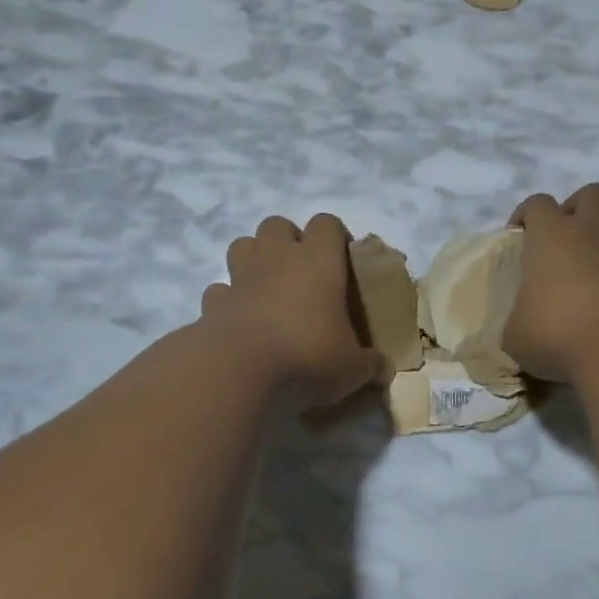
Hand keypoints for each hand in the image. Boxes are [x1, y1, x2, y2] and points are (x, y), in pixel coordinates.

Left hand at [201, 214, 383, 410]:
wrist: (237, 374)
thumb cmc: (306, 357)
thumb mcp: (352, 368)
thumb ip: (371, 365)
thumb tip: (385, 370)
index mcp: (318, 261)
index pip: (327, 224)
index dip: (335, 237)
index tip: (342, 262)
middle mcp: (278, 259)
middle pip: (277, 224)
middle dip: (288, 241)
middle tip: (302, 273)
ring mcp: (241, 278)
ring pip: (243, 245)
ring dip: (254, 259)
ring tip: (268, 288)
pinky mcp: (213, 304)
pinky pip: (220, 290)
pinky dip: (229, 300)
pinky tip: (240, 320)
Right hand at [503, 184, 598, 382]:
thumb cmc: (557, 333)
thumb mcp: (516, 336)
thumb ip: (518, 322)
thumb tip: (522, 328)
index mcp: (551, 236)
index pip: (537, 204)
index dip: (527, 214)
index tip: (520, 235)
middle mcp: (592, 231)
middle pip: (592, 193)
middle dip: (581, 205)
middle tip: (571, 232)